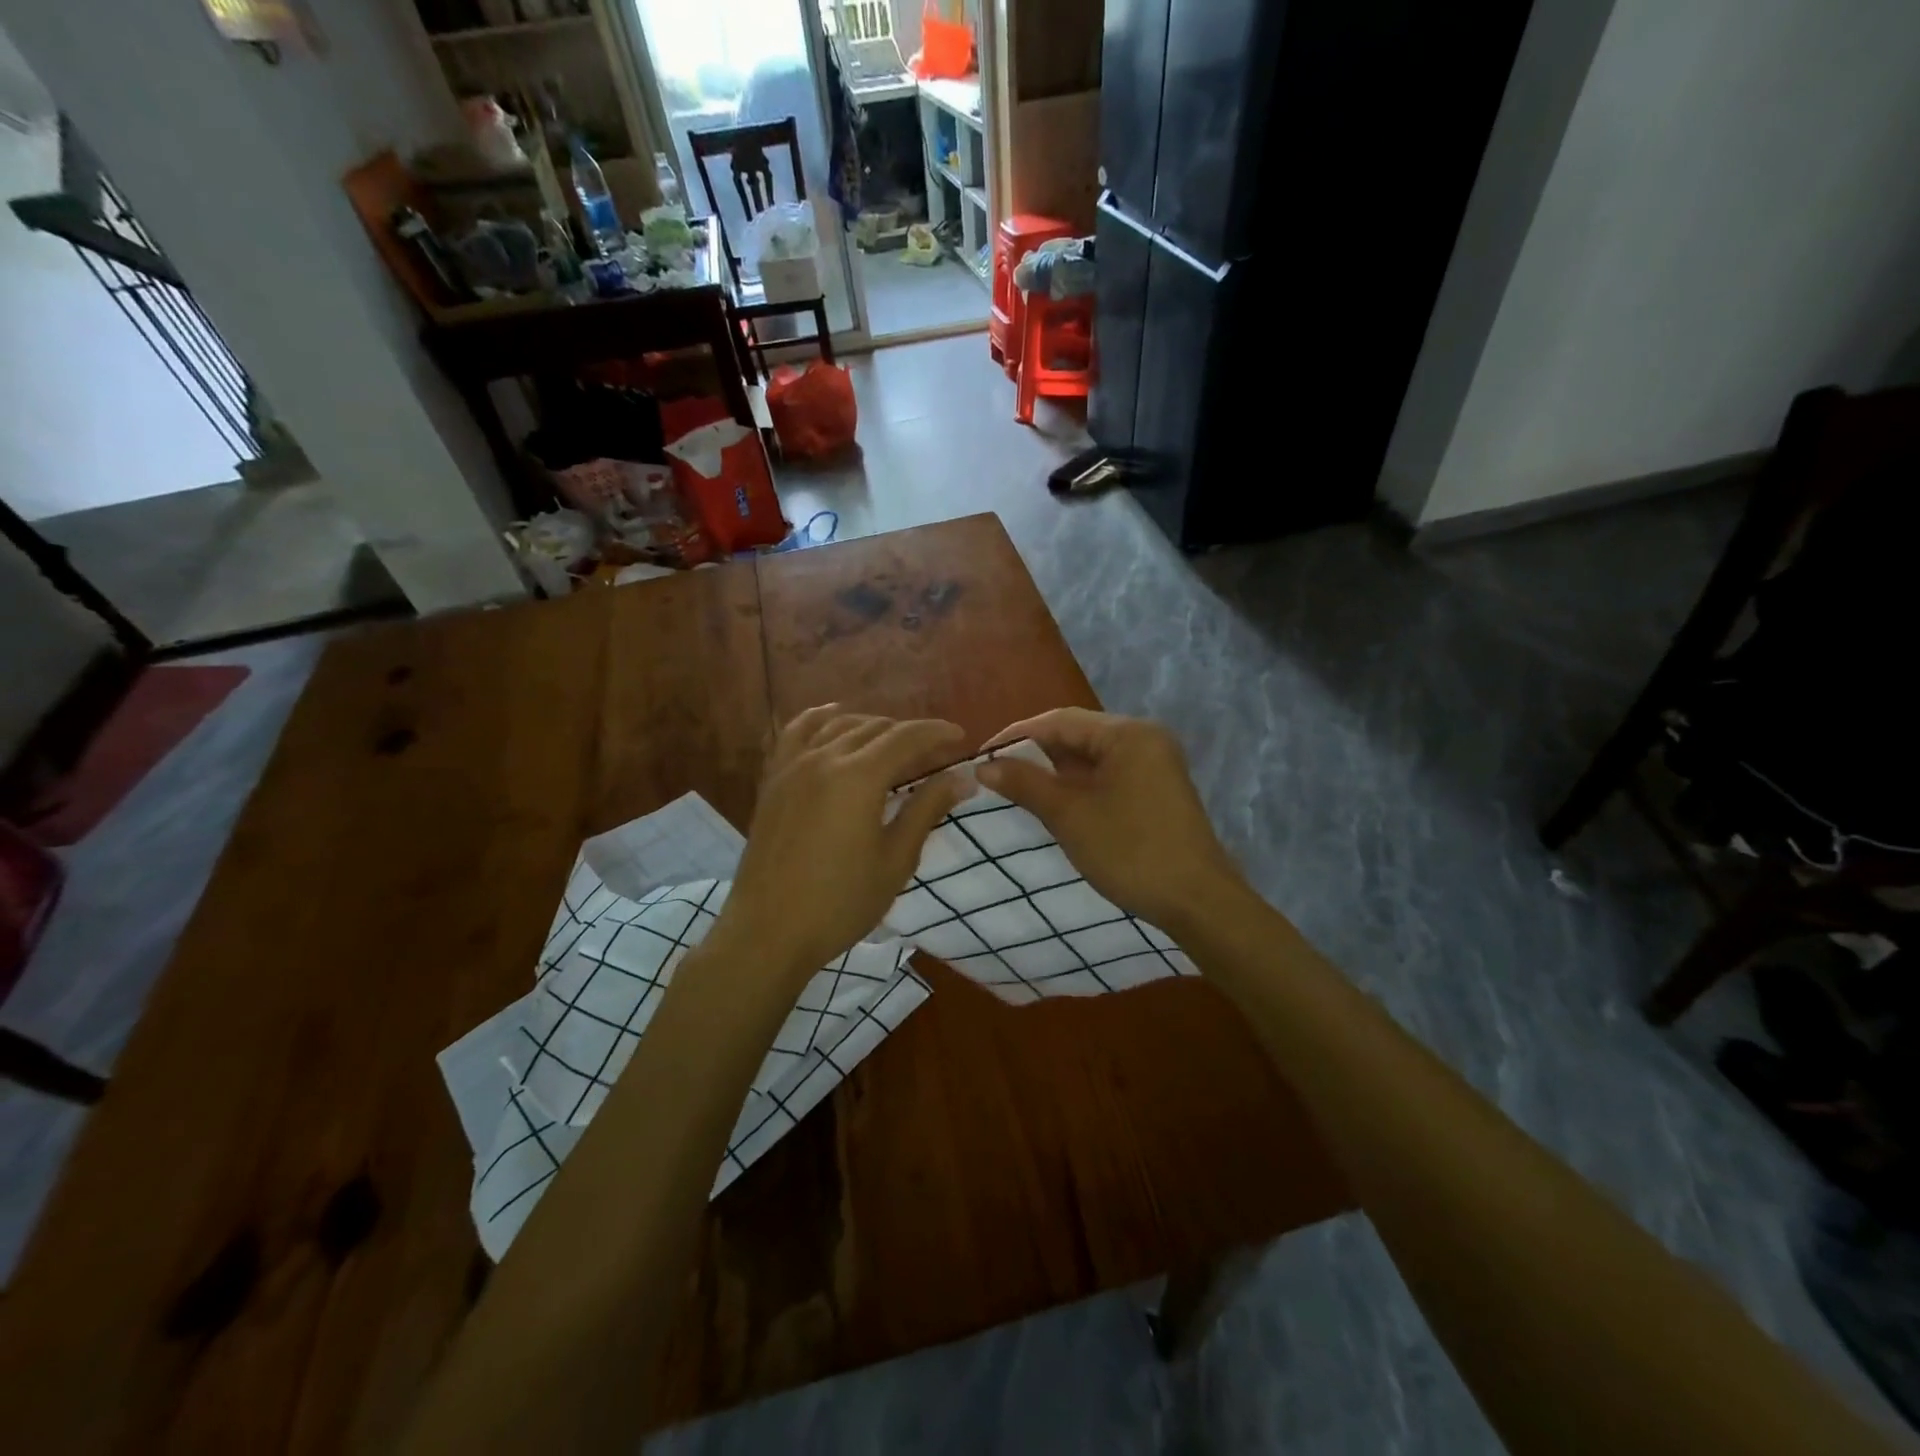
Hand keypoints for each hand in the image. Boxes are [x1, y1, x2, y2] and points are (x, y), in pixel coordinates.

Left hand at [717, 705, 974, 981]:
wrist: (769, 932)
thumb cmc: (841, 903)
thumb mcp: (895, 860)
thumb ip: (926, 810)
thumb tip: (962, 778)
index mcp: (858, 777)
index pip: (906, 737)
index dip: (937, 732)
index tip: (961, 737)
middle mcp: (824, 758)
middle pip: (875, 728)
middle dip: (909, 734)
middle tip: (934, 753)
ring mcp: (792, 766)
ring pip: (839, 725)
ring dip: (872, 726)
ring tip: (894, 744)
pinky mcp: (773, 780)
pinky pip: (796, 732)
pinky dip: (820, 718)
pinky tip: (834, 717)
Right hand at [975, 708, 1244, 936]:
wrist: (1196, 901)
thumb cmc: (1130, 851)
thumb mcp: (1070, 816)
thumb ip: (1025, 784)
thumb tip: (984, 766)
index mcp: (1128, 734)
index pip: (1060, 721)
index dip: (1016, 735)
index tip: (981, 756)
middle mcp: (1144, 739)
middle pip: (1077, 736)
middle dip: (1034, 754)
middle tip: (994, 774)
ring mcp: (1154, 765)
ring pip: (1091, 759)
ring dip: (1054, 773)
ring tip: (1014, 789)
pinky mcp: (1156, 791)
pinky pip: (1107, 777)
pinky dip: (1077, 787)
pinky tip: (1051, 803)